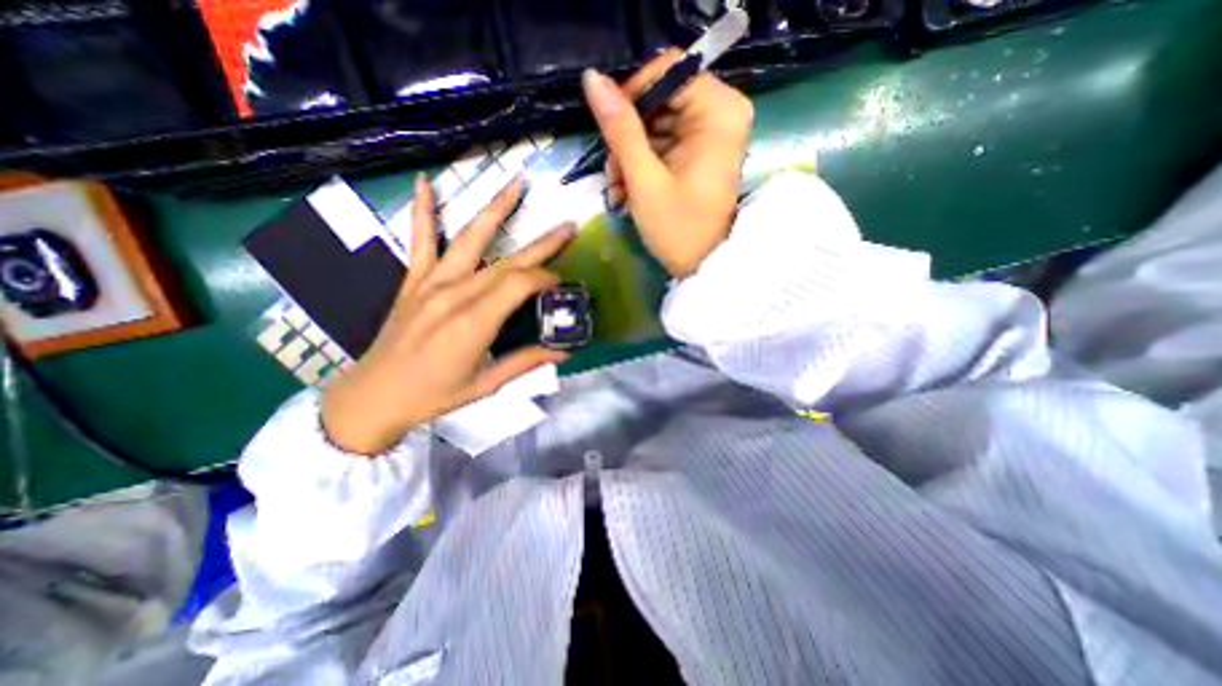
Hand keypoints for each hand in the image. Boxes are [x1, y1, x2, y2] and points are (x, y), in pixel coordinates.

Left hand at [321, 176, 576, 456]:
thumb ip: (526, 361)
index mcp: (474, 322)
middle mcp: (455, 294)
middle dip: (542, 243)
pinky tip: (426, 183)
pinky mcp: (413, 280)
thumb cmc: (434, 395)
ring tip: (517, 184)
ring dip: (496, 209)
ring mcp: (431, 282)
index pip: (520, 285)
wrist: (374, 395)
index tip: (562, 282)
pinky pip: (420, 239)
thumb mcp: (486, 384)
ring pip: (470, 237)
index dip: (546, 278)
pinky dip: (422, 210)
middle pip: (507, 261)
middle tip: (568, 226)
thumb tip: (564, 350)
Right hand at [585, 52, 756, 279]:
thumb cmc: (678, 228)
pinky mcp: (699, 156)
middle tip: (611, 172)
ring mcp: (710, 137)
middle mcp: (721, 115)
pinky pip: (664, 146)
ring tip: (617, 190)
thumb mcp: (644, 179)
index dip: (633, 95)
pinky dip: (642, 167)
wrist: (702, 268)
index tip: (610, 129)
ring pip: (656, 126)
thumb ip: (620, 128)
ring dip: (629, 157)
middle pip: (660, 101)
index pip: (668, 71)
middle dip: (628, 137)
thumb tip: (592, 79)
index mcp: (719, 112)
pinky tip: (627, 192)